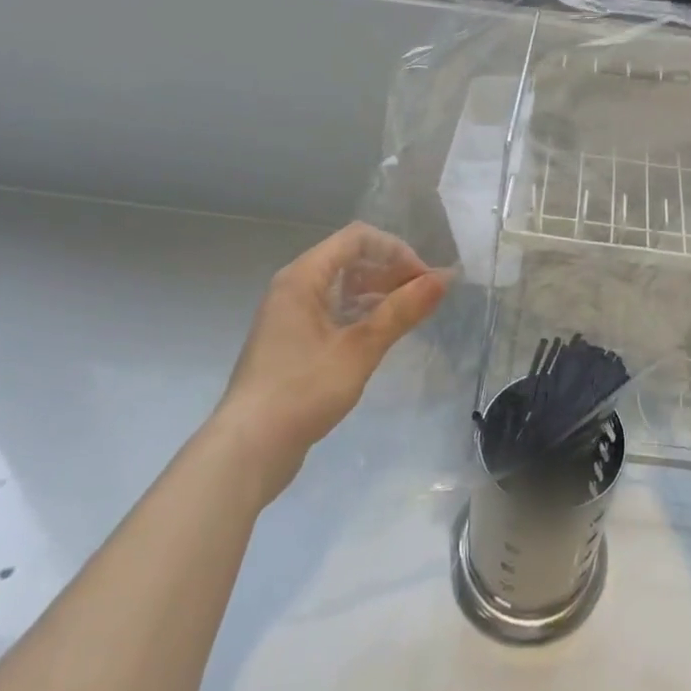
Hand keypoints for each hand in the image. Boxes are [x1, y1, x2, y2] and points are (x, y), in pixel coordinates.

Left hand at [217, 223, 448, 481]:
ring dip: (377, 293)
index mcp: (303, 276)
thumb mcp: (360, 349)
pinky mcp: (291, 341)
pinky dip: (360, 314)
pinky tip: (379, 336)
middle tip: (421, 299)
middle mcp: (293, 286)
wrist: (246, 452)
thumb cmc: (302, 391)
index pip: (358, 238)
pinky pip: (332, 310)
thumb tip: (444, 278)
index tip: (422, 280)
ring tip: (407, 316)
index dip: (395, 251)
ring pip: (342, 286)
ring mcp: (290, 315)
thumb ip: (402, 311)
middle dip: (390, 271)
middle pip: (350, 258)